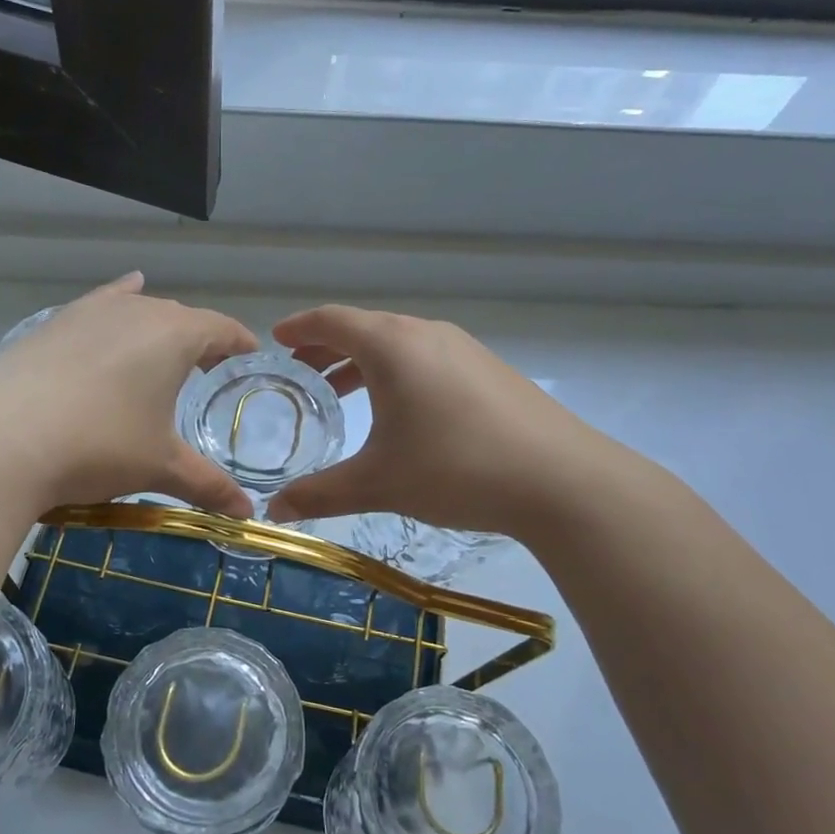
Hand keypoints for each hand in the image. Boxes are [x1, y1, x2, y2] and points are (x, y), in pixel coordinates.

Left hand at [0, 274, 258, 516]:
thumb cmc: (98, 445)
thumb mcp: (159, 467)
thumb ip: (208, 485)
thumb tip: (247, 516)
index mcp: (174, 335)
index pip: (221, 328)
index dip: (240, 341)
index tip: (251, 353)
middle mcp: (135, 311)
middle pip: (181, 318)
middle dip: (200, 340)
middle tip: (209, 368)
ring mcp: (89, 312)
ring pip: (138, 311)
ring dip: (158, 329)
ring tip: (166, 350)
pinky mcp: (52, 324)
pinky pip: (99, 305)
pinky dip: (118, 302)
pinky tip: (123, 294)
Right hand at [265, 305, 604, 535]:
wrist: (560, 480)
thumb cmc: (455, 468)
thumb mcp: (379, 483)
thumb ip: (320, 494)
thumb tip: (274, 513)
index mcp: (392, 345)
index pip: (332, 320)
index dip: (299, 327)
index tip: (277, 338)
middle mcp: (426, 334)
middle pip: (365, 328)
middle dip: (327, 348)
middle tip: (301, 372)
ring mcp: (463, 348)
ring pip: (399, 344)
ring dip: (364, 363)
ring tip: (342, 394)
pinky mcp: (489, 369)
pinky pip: (427, 358)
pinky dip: (398, 372)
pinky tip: (401, 411)